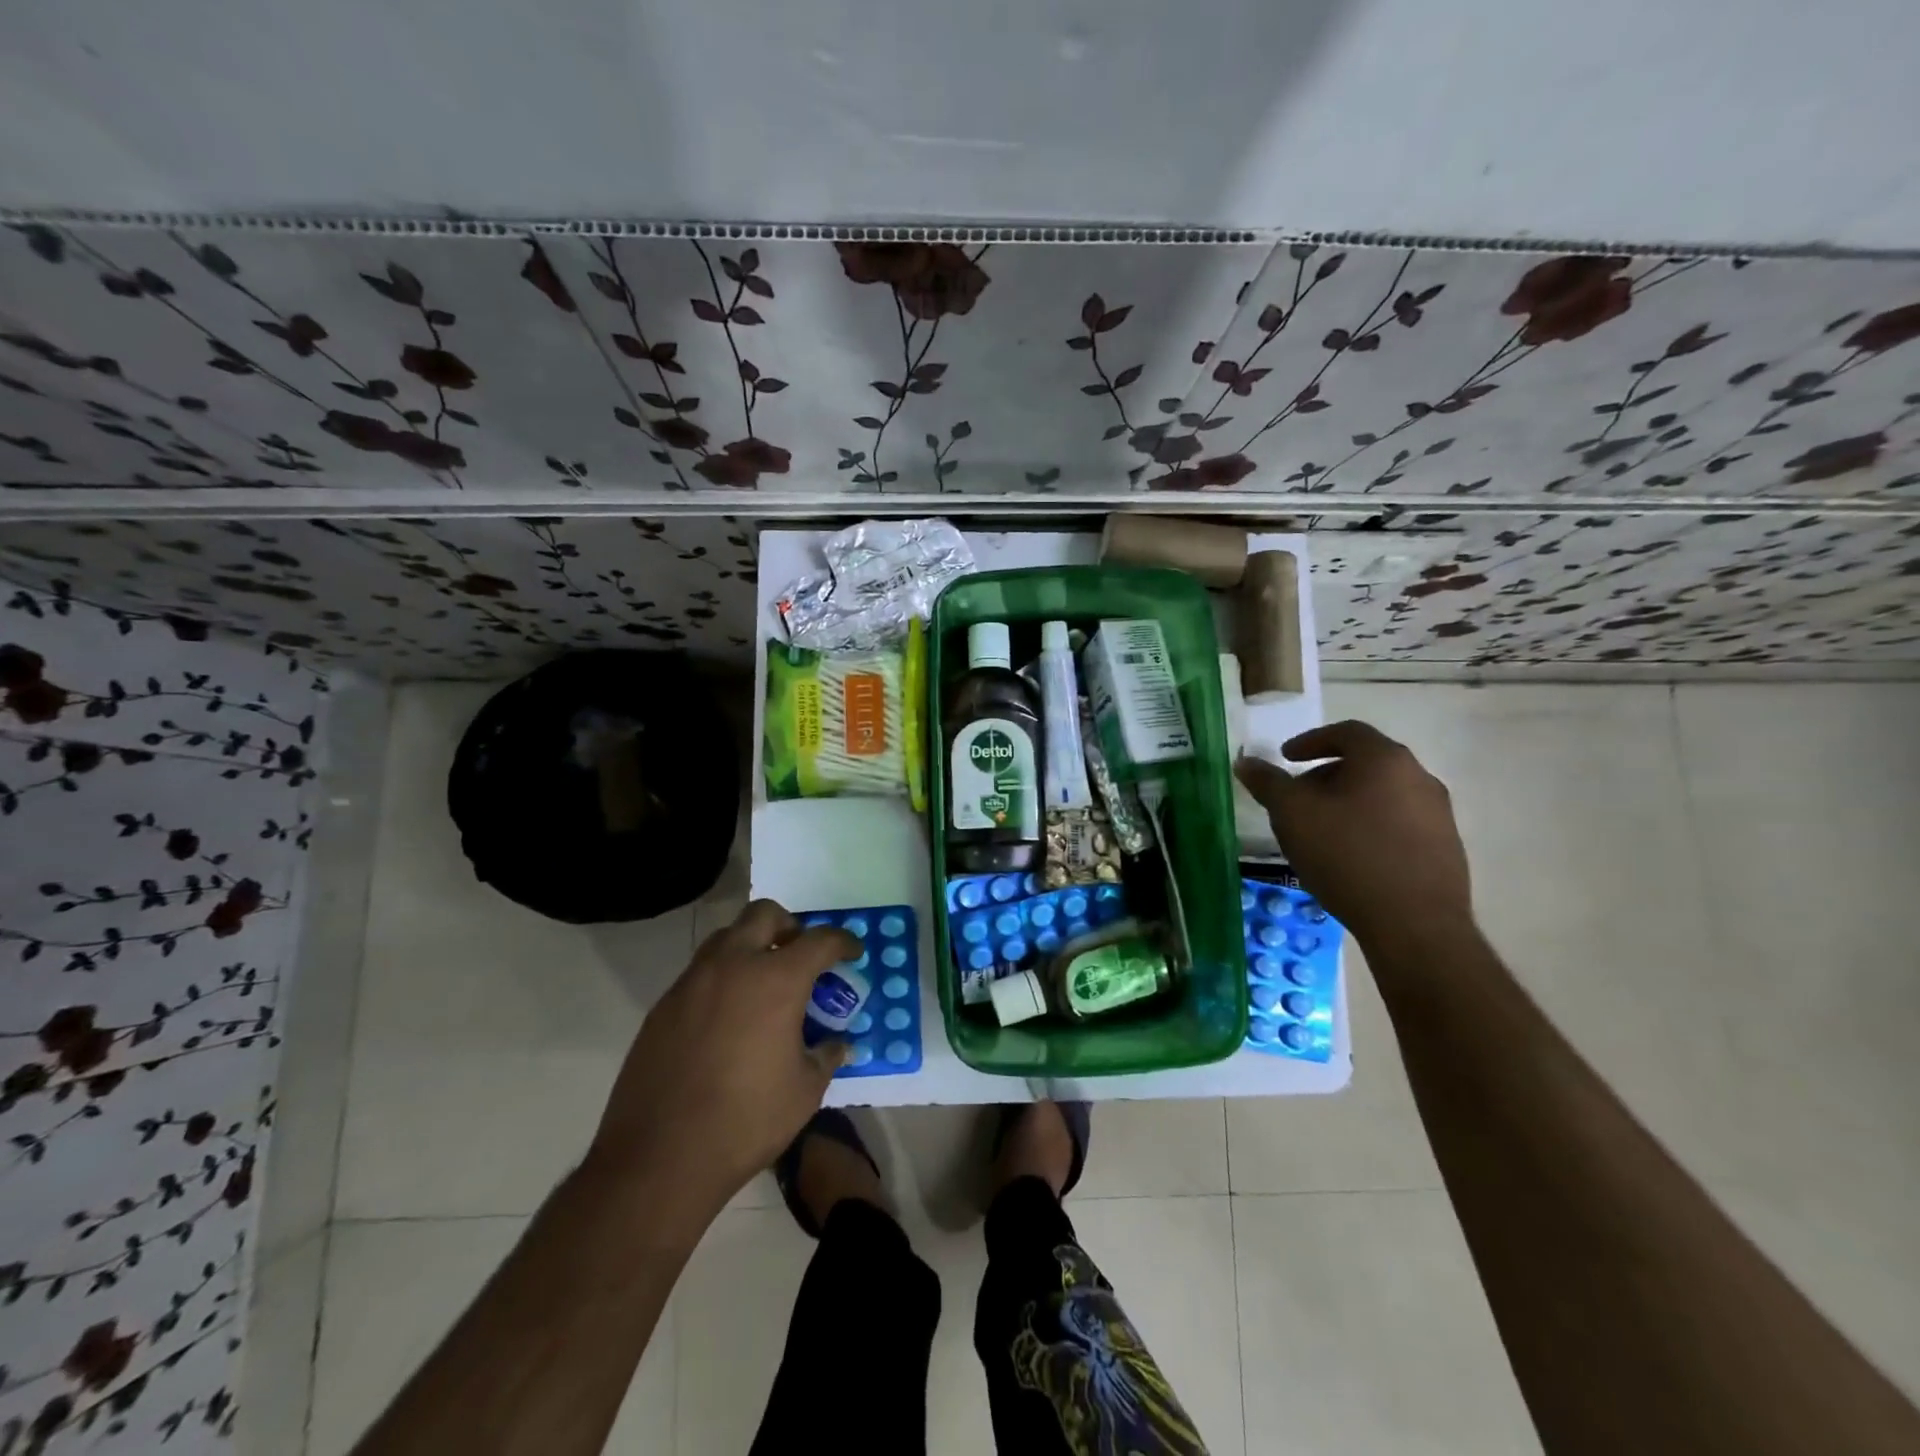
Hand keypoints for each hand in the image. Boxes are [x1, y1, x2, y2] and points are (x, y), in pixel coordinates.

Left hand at [587, 900, 858, 1215]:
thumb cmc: (746, 1121)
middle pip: (765, 914)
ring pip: (726, 937)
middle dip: (790, 926)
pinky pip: (700, 973)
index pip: (820, 940)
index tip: (853, 952)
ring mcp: (692, 982)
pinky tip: (728, 1017)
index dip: (843, 941)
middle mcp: (733, 965)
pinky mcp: (663, 1005)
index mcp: (776, 980)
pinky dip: (722, 978)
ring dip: (751, 946)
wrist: (659, 1158)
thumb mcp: (804, 1091)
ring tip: (763, 983)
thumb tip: (837, 1044)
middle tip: (801, 954)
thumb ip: (825, 1056)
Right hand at [1236, 720, 1473, 951]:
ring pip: (1383, 795)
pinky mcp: (1445, 848)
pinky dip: (1370, 827)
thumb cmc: (1347, 855)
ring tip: (1321, 830)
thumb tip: (1246, 762)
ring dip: (1349, 803)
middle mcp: (1419, 777)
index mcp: (1385, 760)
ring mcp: (1438, 814)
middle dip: (1326, 775)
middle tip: (1298, 798)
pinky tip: (1351, 857)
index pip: (1347, 732)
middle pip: (1366, 763)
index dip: (1311, 740)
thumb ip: (1268, 783)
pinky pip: (1399, 823)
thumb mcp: (1292, 815)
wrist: (1415, 924)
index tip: (1287, 758)